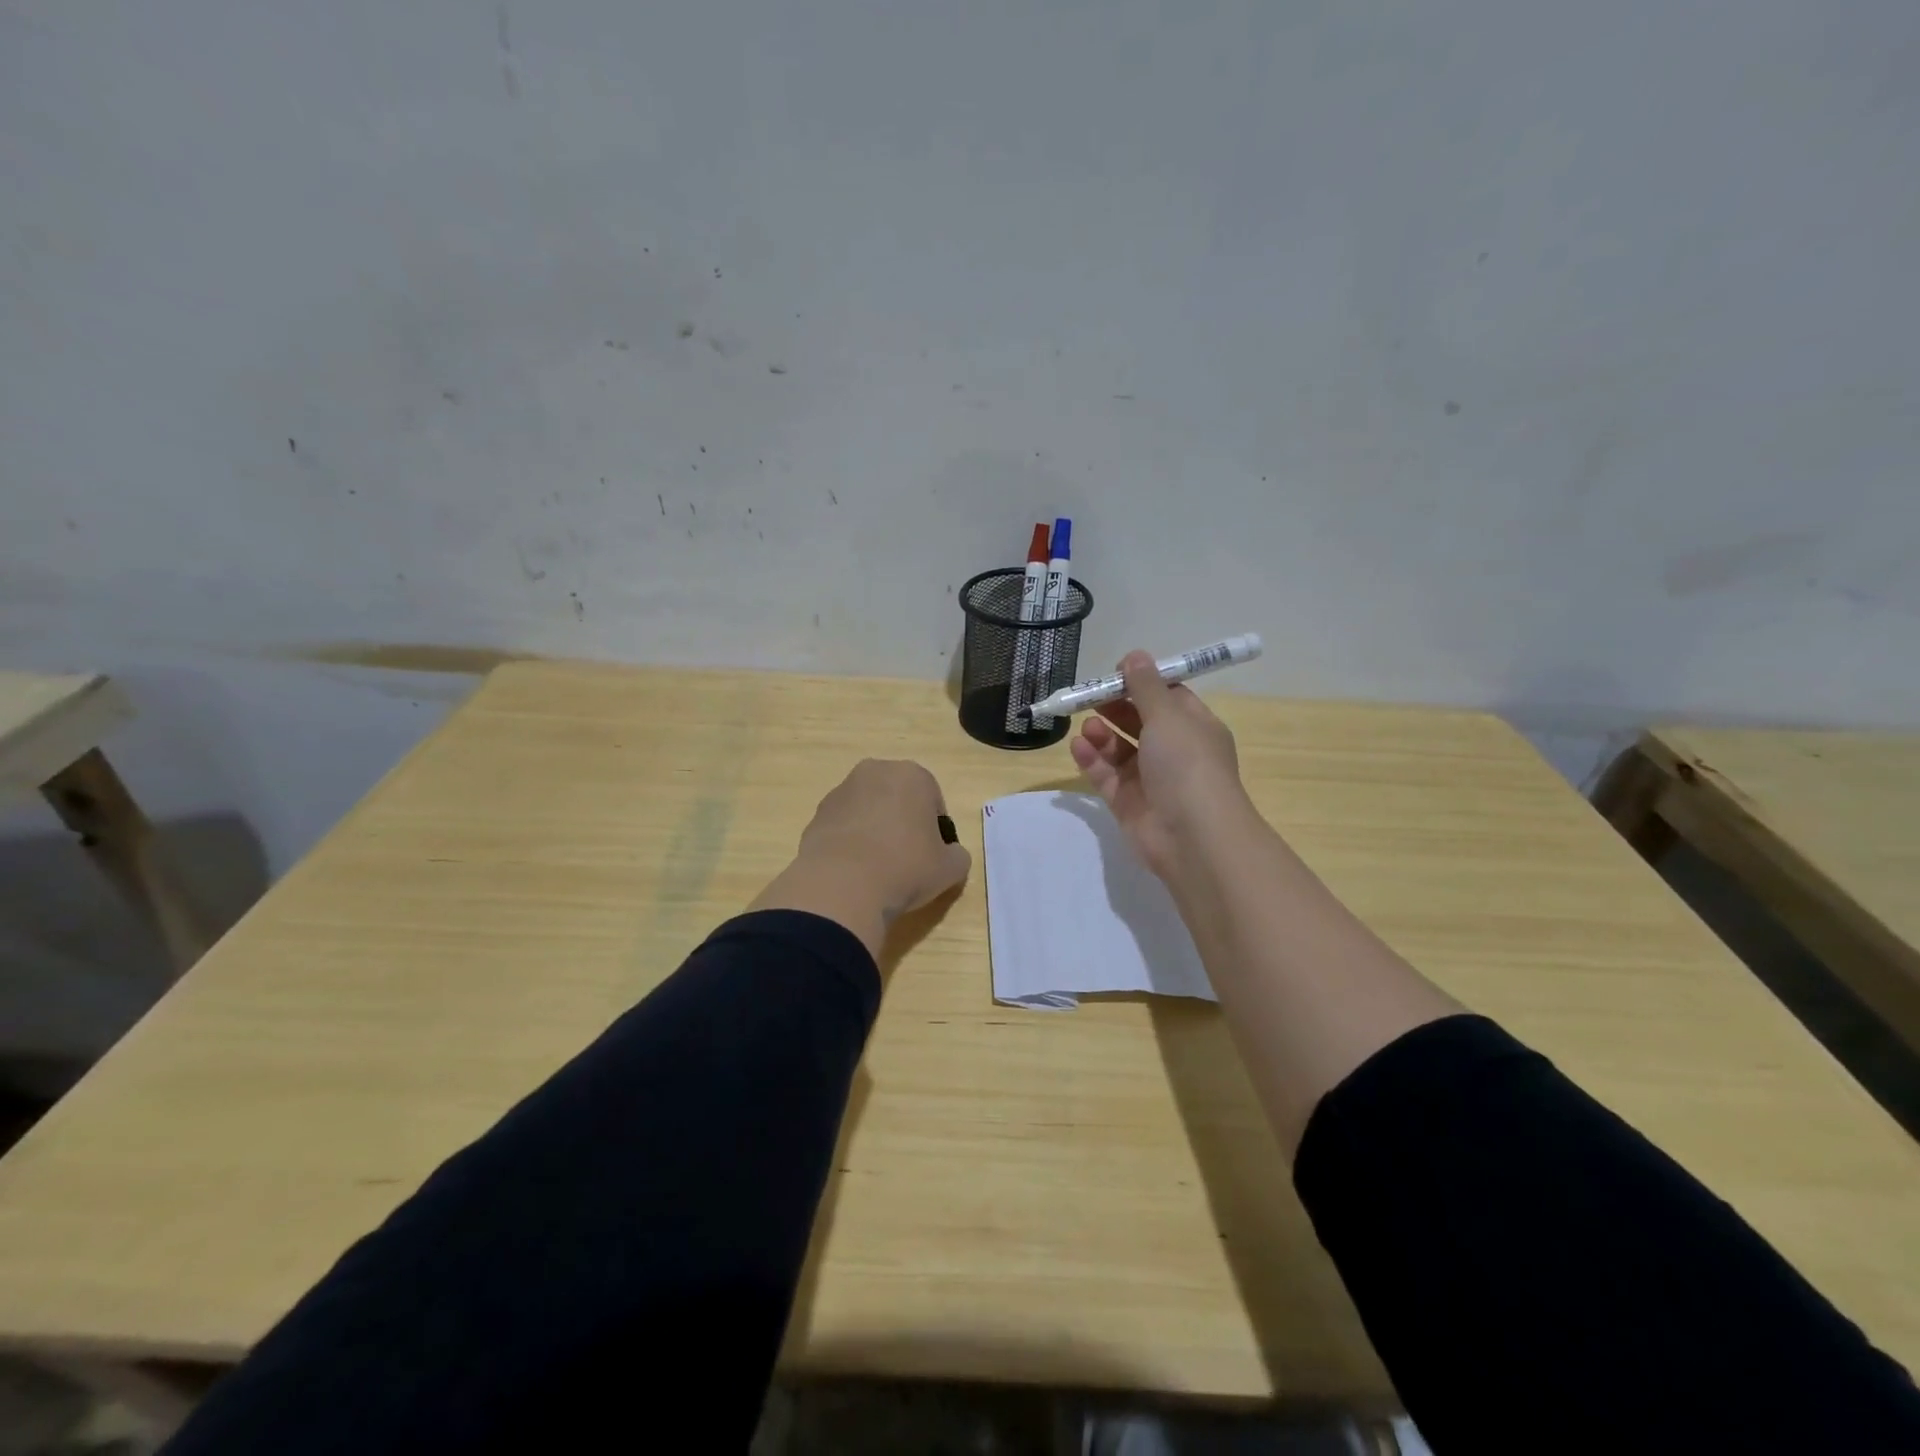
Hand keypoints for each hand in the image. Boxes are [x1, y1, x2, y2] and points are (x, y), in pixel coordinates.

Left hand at [750, 759, 971, 958]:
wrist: (842, 885)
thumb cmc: (906, 868)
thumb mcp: (950, 868)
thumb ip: (957, 855)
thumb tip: (950, 855)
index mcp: (913, 775)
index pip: (933, 801)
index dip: (935, 831)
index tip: (931, 856)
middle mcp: (875, 772)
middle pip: (898, 798)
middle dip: (903, 823)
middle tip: (906, 860)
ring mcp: (841, 791)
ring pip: (868, 810)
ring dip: (874, 831)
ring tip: (877, 869)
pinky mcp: (816, 814)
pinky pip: (844, 826)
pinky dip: (850, 842)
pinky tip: (853, 871)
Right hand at [1069, 650, 1250, 881]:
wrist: (1193, 837)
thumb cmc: (1187, 765)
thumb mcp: (1168, 716)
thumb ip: (1146, 686)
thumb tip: (1135, 655)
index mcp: (1195, 727)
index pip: (1168, 697)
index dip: (1142, 682)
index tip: (1116, 672)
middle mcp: (1174, 752)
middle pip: (1140, 721)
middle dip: (1115, 706)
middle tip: (1089, 696)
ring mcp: (1151, 779)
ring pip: (1120, 749)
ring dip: (1102, 733)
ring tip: (1086, 726)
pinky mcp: (1129, 803)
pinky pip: (1106, 775)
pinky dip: (1092, 759)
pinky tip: (1078, 746)